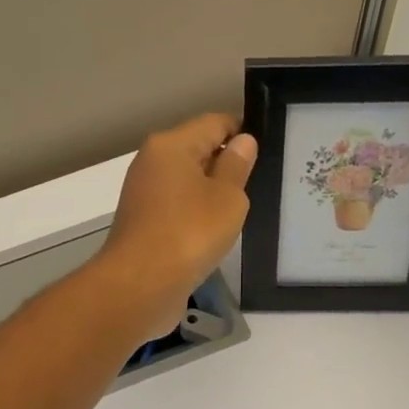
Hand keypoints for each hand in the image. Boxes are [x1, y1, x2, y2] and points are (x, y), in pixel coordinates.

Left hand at [95, 113, 257, 341]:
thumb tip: (242, 142)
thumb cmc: (190, 233)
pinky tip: (216, 232)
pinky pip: (178, 208)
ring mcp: (144, 195)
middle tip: (262, 182)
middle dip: (227, 163)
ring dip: (212, 193)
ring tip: (243, 209)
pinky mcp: (143, 224)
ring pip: (187, 182)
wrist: (139, 285)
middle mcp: (152, 163)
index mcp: (171, 145)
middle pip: (197, 150)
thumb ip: (237, 166)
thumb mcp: (228, 198)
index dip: (243, 131)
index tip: (269, 150)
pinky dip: (196, 214)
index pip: (214, 122)